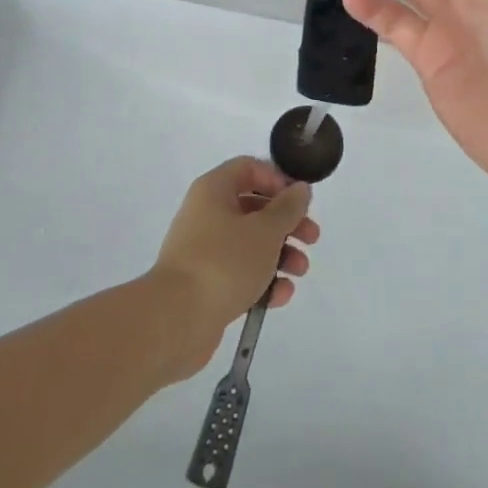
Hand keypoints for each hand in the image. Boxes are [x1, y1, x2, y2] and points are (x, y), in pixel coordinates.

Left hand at [152, 157, 319, 375]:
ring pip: (251, 243)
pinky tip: (280, 295)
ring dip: (281, 254)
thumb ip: (288, 208)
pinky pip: (240, 273)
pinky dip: (262, 281)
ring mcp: (205, 250)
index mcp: (214, 190)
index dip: (278, 179)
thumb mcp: (265, 230)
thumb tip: (300, 189)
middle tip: (312, 238)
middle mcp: (207, 214)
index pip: (249, 168)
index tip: (300, 200)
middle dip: (287, 223)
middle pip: (255, 207)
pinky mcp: (206, 283)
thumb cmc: (224, 262)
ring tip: (299, 271)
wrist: (176, 319)